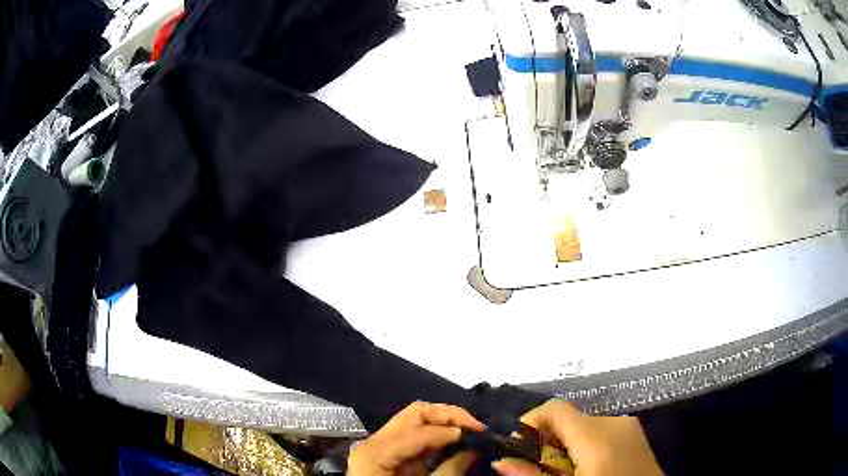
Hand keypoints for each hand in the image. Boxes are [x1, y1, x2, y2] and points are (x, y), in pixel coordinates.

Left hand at [348, 401, 485, 475]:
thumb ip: (450, 471)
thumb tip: (474, 449)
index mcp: (375, 453)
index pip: (417, 430)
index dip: (450, 430)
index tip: (479, 436)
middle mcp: (374, 442)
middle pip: (415, 414)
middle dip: (449, 416)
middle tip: (476, 428)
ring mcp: (380, 446)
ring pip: (416, 420)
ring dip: (445, 423)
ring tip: (470, 434)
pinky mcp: (390, 454)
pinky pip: (415, 436)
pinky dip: (437, 436)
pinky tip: (455, 443)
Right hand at [492, 400, 661, 475]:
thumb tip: (501, 461)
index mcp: (599, 438)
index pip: (555, 409)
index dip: (530, 423)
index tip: (517, 447)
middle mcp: (616, 423)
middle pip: (568, 419)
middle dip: (545, 440)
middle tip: (535, 468)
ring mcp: (629, 426)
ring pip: (582, 426)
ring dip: (563, 445)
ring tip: (560, 472)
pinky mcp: (635, 434)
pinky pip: (599, 431)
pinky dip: (582, 446)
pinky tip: (583, 468)